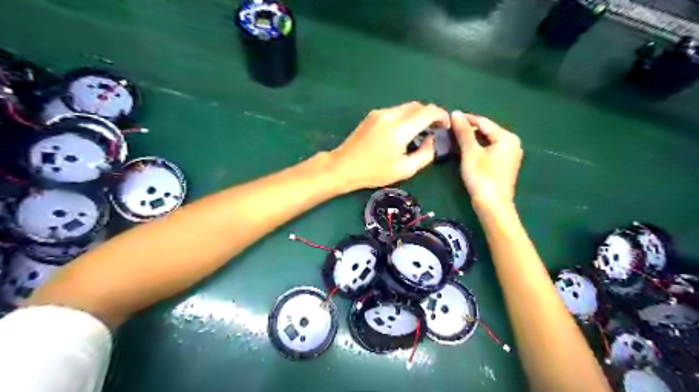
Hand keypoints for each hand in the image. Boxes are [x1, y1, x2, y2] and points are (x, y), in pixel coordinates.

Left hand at [329, 103, 447, 191]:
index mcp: (399, 129)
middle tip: (435, 129)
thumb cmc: (374, 172)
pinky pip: (395, 111)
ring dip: (418, 115)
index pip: (428, 112)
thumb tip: (432, 140)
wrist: (343, 166)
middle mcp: (390, 115)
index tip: (445, 126)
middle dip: (431, 114)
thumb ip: (425, 154)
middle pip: (418, 106)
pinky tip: (404, 131)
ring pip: (406, 107)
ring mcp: (379, 113)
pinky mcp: (372, 115)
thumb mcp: (404, 170)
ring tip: (421, 131)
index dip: (441, 116)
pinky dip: (405, 117)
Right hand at [451, 110, 520, 211]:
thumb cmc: (482, 177)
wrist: (493, 205)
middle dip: (468, 130)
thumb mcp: (470, 152)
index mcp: (506, 137)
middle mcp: (512, 143)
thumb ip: (463, 132)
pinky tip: (466, 152)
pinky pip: (490, 150)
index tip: (448, 118)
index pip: (483, 122)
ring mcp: (510, 155)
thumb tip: (455, 113)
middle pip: (486, 131)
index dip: (465, 119)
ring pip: (487, 141)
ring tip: (454, 140)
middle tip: (450, 131)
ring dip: (471, 140)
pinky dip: (477, 149)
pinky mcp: (505, 165)